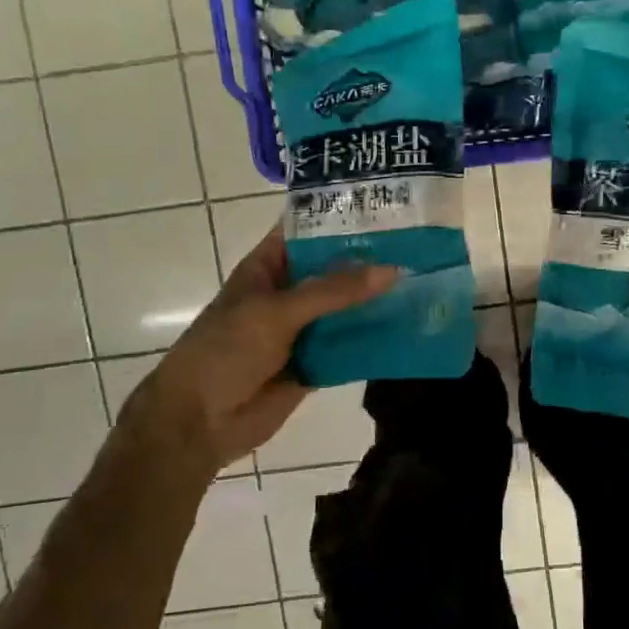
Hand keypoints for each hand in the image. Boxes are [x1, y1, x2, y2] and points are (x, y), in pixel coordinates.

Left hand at [127, 225, 396, 475]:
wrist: (200, 422)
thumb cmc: (226, 351)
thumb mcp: (276, 312)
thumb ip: (332, 291)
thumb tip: (391, 270)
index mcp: (268, 268)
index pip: (308, 231)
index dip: (342, 218)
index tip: (389, 207)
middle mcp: (288, 293)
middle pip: (334, 270)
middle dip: (371, 261)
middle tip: (423, 246)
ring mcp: (302, 329)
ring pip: (346, 309)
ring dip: (377, 301)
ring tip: (429, 282)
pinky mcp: (316, 363)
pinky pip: (350, 346)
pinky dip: (374, 340)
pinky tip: (412, 329)